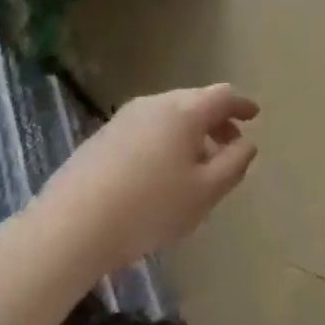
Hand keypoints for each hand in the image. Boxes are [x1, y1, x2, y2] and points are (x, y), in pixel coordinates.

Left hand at [28, 84, 259, 283]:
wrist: (69, 228)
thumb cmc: (150, 208)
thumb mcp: (206, 191)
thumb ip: (235, 163)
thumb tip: (246, 143)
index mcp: (185, 111)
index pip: (223, 96)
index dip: (242, 105)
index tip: (254, 116)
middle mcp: (155, 105)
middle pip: (195, 102)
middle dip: (216, 121)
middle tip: (229, 145)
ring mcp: (124, 119)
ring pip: (169, 116)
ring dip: (190, 133)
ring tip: (197, 165)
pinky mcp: (101, 138)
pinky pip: (146, 129)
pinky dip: (165, 141)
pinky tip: (161, 173)